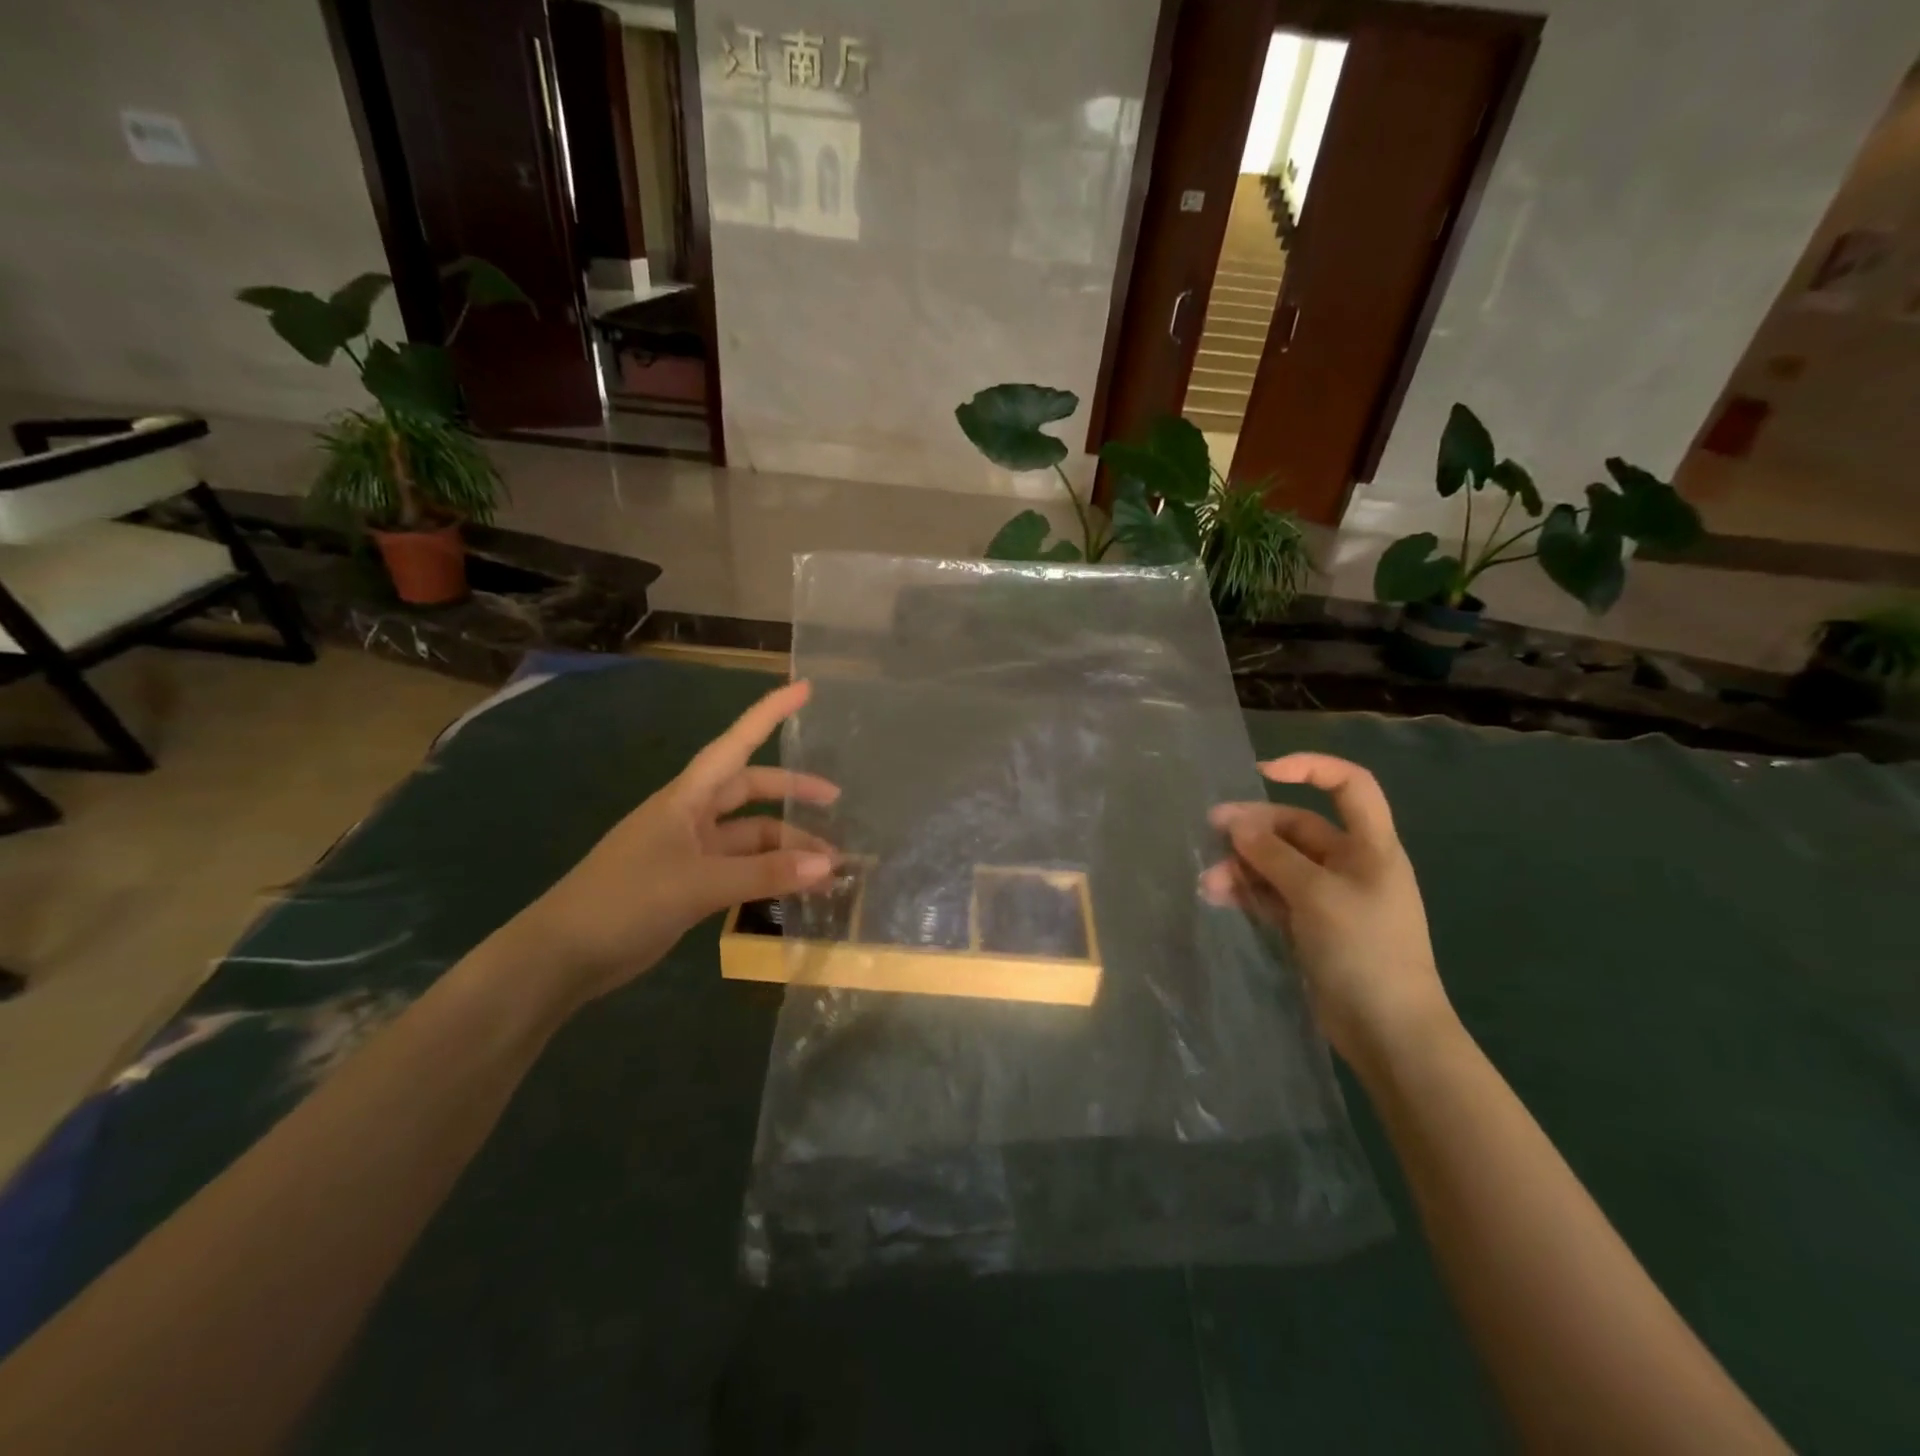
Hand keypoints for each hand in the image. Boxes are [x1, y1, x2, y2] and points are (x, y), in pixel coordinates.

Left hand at [513, 680, 837, 1007]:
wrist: (563, 956)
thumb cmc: (624, 900)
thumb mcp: (698, 883)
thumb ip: (764, 873)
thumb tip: (828, 865)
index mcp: (687, 798)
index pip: (737, 744)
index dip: (770, 714)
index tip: (805, 689)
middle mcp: (692, 817)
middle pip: (752, 791)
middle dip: (793, 793)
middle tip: (836, 802)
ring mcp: (691, 852)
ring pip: (750, 837)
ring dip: (786, 847)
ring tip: (827, 869)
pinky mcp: (690, 885)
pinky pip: (742, 869)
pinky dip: (769, 875)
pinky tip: (795, 889)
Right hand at [1201, 753, 1454, 1072]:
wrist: (1388, 1031)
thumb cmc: (1364, 950)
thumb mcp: (1317, 895)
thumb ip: (1273, 855)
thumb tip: (1235, 823)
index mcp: (1370, 846)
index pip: (1349, 785)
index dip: (1310, 768)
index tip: (1263, 773)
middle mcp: (1349, 864)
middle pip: (1297, 828)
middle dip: (1254, 828)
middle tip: (1211, 831)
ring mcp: (1328, 896)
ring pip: (1278, 864)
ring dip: (1243, 866)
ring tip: (1209, 882)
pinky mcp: (1309, 926)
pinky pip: (1273, 895)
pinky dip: (1247, 892)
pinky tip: (1218, 897)